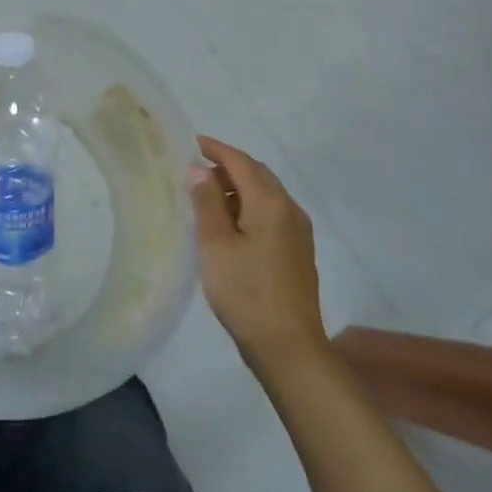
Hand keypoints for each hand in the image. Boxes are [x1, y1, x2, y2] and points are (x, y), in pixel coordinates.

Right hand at [189, 136, 327, 373]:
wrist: (289, 348)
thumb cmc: (246, 293)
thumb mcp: (216, 246)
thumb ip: (207, 203)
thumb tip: (199, 169)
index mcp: (270, 203)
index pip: (241, 162)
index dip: (216, 149)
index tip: (192, 142)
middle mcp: (290, 209)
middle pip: (258, 174)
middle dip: (228, 166)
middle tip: (197, 169)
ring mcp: (298, 231)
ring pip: (267, 194)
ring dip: (240, 186)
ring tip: (209, 196)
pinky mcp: (299, 251)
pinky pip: (273, 212)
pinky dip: (250, 205)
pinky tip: (232, 224)